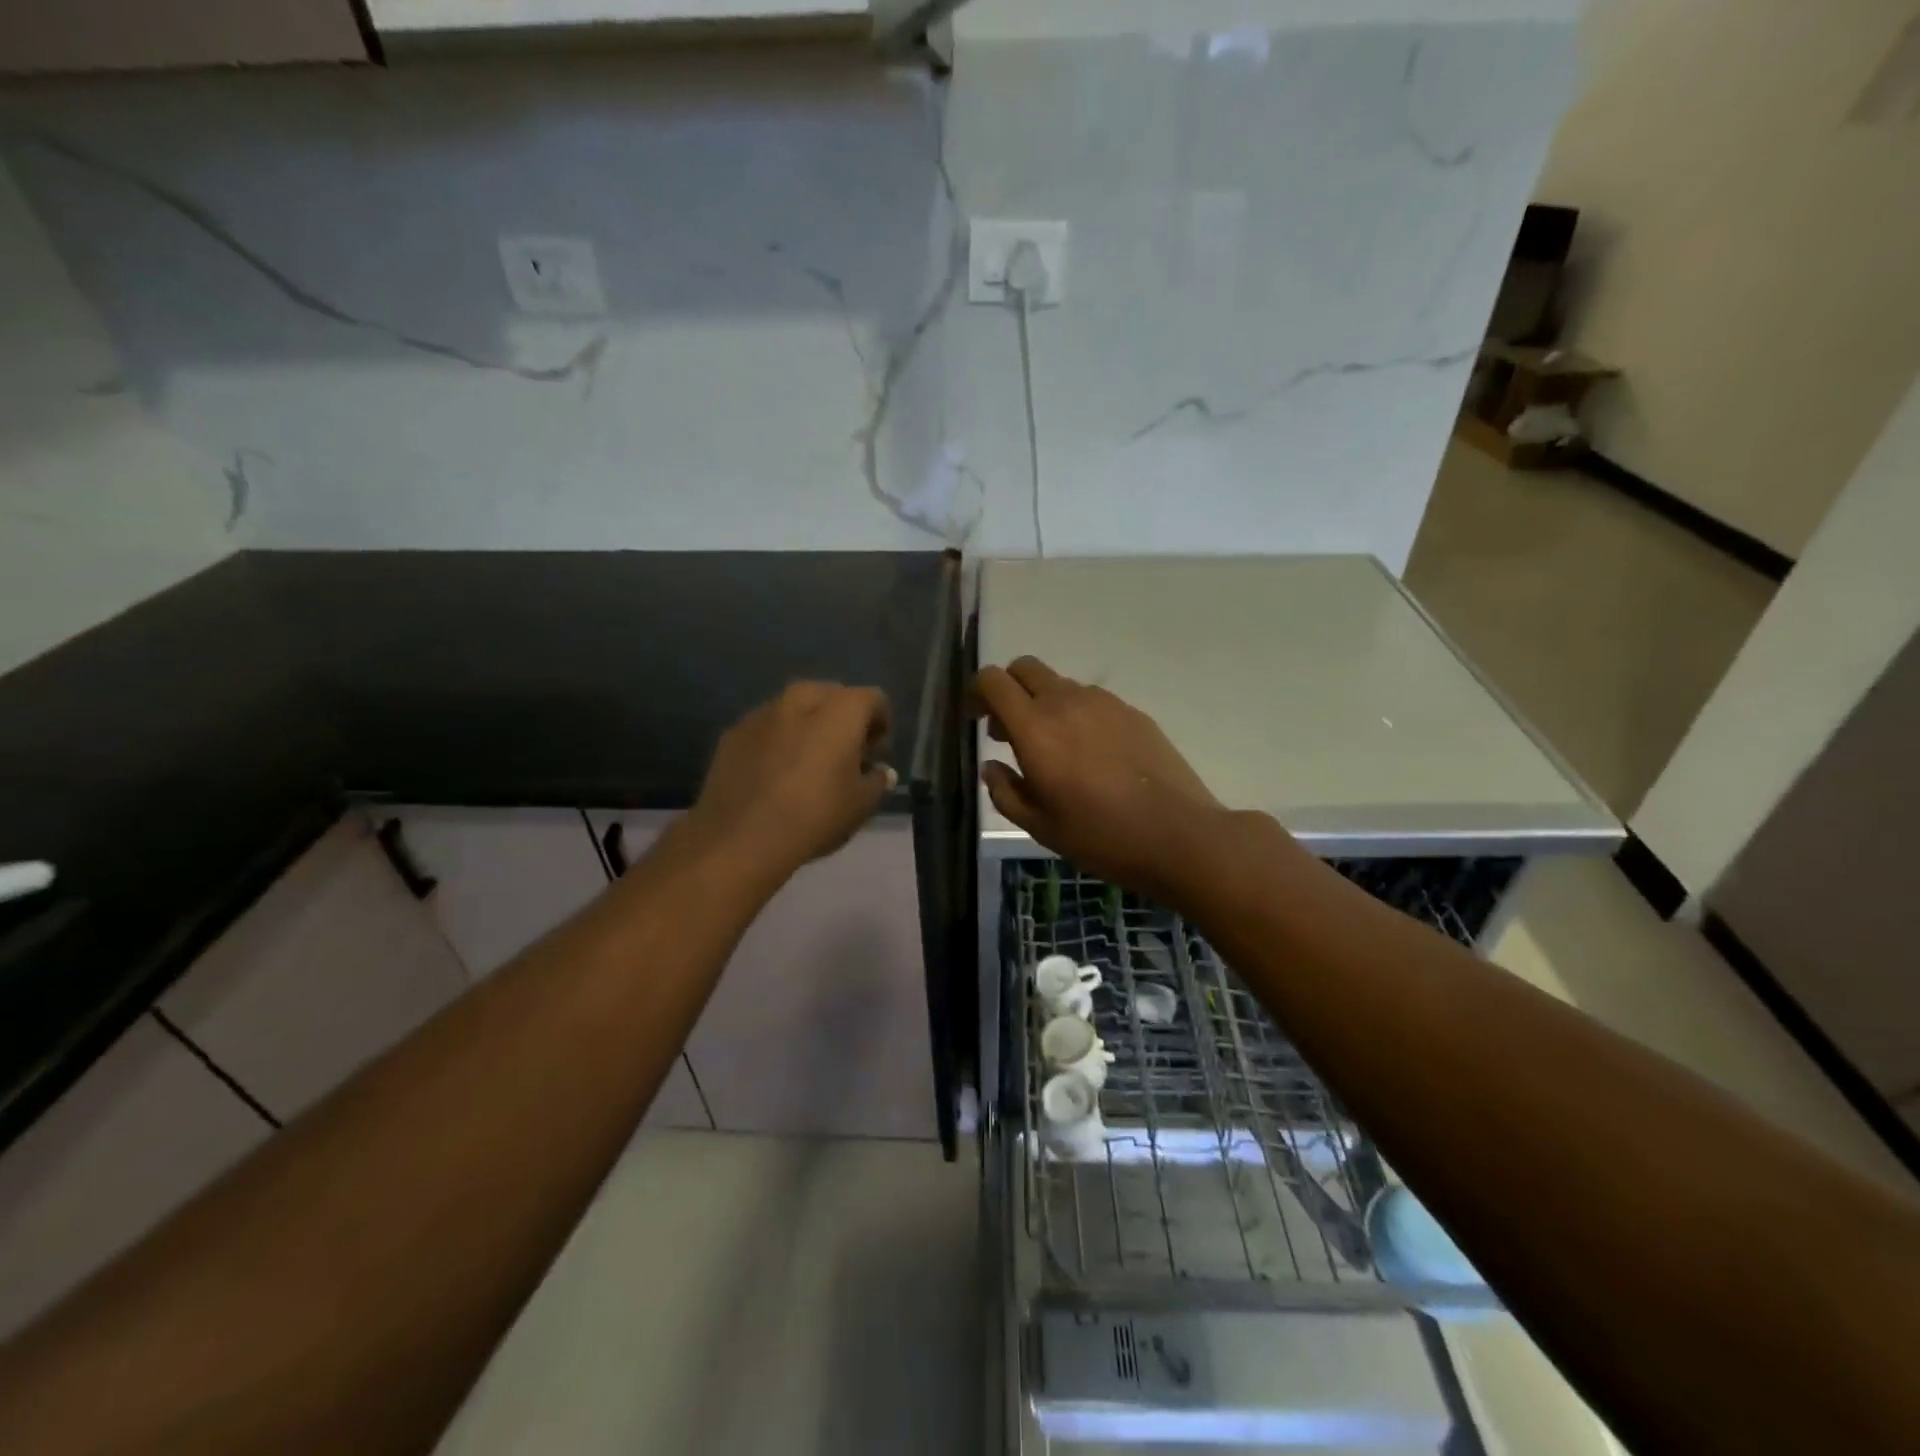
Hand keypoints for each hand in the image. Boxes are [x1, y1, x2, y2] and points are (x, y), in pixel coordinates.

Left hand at [688, 683, 894, 877]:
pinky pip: (767, 726)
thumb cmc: (815, 816)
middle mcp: (801, 699)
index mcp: (840, 710)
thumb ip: (877, 780)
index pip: (873, 698)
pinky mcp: (733, 732)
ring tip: (808, 760)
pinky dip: (778, 738)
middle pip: (832, 695)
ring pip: (795, 707)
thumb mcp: (861, 805)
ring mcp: (762, 713)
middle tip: (845, 753)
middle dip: (843, 717)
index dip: (881, 723)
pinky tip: (775, 771)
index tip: (876, 753)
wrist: (741, 838)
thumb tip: (879, 771)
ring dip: (808, 725)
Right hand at [973, 657, 1233, 907]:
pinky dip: (1078, 714)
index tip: (977, 720)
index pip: (992, 680)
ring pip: (1060, 684)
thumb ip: (1005, 791)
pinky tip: (1093, 755)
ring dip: (1045, 704)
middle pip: (1024, 668)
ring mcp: (1104, 703)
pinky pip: (1092, 700)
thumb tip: (992, 766)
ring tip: (1056, 749)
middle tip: (1011, 731)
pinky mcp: (1132, 712)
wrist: (1178, 835)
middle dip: (1009, 690)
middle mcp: (1066, 702)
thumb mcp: (1039, 826)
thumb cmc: (1100, 836)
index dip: (977, 693)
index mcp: (1035, 728)